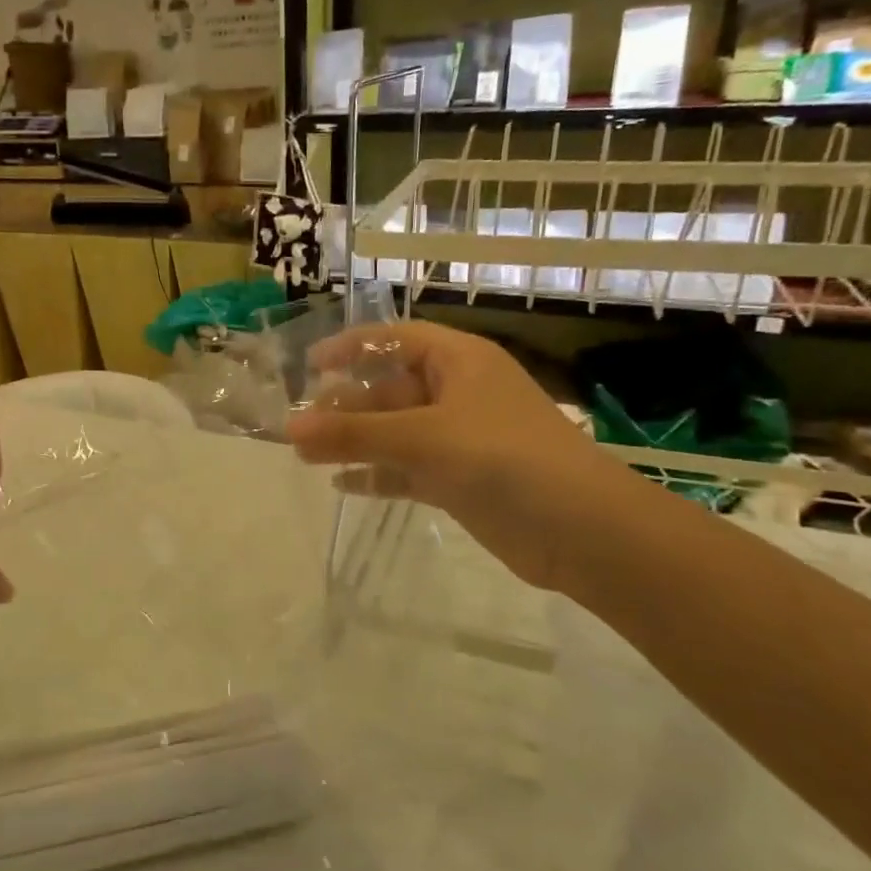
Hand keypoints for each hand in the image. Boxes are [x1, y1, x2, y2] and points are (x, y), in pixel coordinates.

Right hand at [286, 322, 631, 589]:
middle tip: (299, 427)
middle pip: (389, 389)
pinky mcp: (460, 478)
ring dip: (355, 442)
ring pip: (395, 431)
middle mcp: (458, 393)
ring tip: (306, 456)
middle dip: (345, 406)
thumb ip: (353, 434)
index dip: (351, 348)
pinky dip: (377, 474)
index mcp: (459, 362)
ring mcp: (460, 438)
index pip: (395, 340)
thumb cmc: (503, 459)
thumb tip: (289, 430)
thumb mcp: (422, 438)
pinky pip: (407, 468)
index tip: (309, 367)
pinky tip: (342, 485)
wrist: (581, 531)